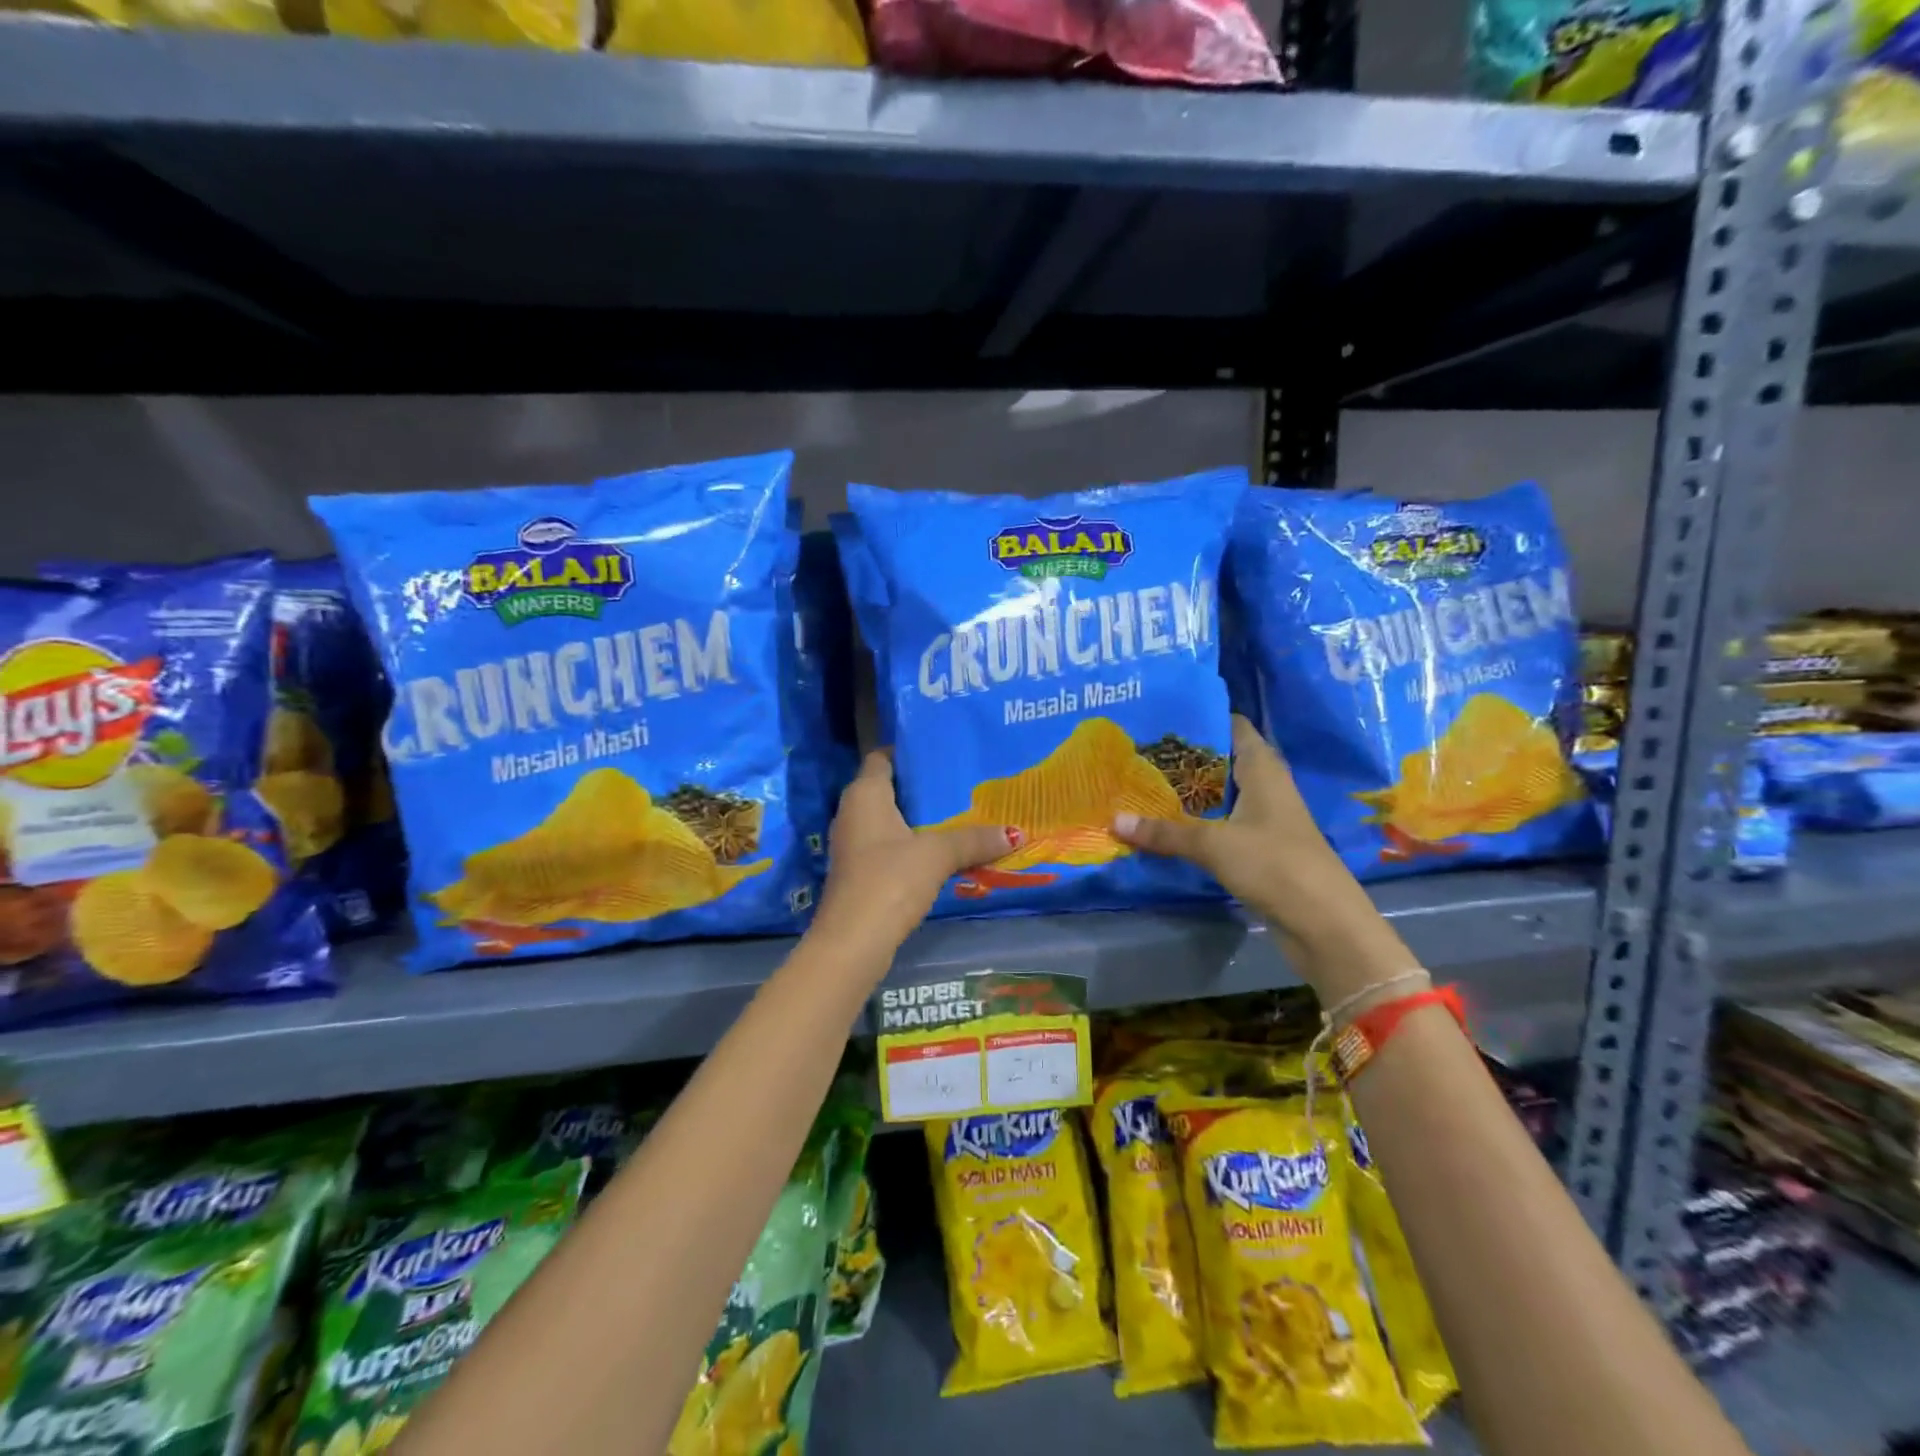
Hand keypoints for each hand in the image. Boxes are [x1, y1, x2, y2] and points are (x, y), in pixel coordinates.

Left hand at [812, 752, 1014, 962]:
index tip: (941, 750)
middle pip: (888, 789)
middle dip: (922, 787)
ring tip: (959, 813)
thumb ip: (973, 839)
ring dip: (919, 819)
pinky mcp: (859, 872)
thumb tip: (1015, 832)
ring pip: (890, 820)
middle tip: (961, 782)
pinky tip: (941, 850)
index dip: (908, 751)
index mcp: (864, 794)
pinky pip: (889, 846)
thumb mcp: (937, 854)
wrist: (853, 941)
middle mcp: (852, 813)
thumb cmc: (889, 880)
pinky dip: (912, 844)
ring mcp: (853, 844)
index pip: (882, 758)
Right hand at [1114, 715, 1402, 1003]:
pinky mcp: (1260, 849)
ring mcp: (1265, 819)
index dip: (1200, 718)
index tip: (1160, 716)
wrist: (1324, 924)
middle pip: (1221, 761)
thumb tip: (1114, 820)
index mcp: (1262, 769)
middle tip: (1138, 751)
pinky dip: (1197, 822)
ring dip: (1188, 792)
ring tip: (1143, 783)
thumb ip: (1164, 832)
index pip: (1232, 726)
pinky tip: (1166, 825)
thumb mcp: (1213, 845)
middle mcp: (1265, 786)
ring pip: (1220, 795)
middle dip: (1184, 757)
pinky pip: (1221, 824)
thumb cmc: (1274, 864)